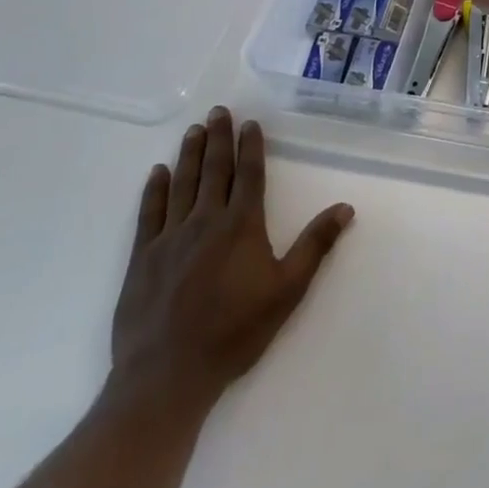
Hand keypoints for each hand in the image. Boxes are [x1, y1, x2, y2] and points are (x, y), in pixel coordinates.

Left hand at [110, 106, 353, 410]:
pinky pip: (150, 213)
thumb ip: (315, 245)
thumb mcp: (287, 291)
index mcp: (241, 225)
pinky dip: (155, 189)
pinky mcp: (143, 258)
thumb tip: (346, 207)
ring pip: (182, 183)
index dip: (250, 147)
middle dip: (218, 138)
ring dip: (189, 154)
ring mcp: (170, 237)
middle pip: (214, 170)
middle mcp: (206, 220)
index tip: (249, 123)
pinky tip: (158, 172)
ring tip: (194, 130)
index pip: (249, 174)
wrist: (166, 376)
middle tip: (218, 111)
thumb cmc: (234, 332)